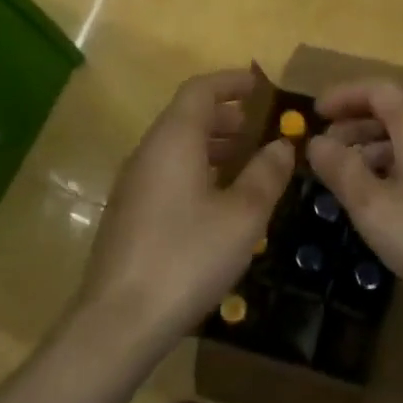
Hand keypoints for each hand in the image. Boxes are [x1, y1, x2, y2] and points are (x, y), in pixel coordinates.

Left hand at [76, 68, 295, 352]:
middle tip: (264, 130)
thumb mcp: (243, 215)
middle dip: (228, 116)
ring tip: (250, 164)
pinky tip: (221, 202)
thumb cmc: (188, 257)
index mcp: (173, 140)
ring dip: (214, 146)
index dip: (232, 82)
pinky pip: (168, 173)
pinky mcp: (130, 213)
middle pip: (187, 116)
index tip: (262, 86)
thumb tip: (282, 145)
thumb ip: (266, 174)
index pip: (200, 90)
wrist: (120, 320)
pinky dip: (198, 170)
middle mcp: (148, 152)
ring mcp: (134, 184)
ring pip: (177, 147)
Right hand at [306, 79, 402, 326]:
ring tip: (350, 176)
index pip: (378, 89)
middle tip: (326, 149)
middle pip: (397, 111)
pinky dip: (400, 164)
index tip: (316, 113)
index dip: (344, 96)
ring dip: (377, 147)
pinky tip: (388, 197)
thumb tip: (316, 142)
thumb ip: (341, 169)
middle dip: (356, 124)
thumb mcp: (374, 207)